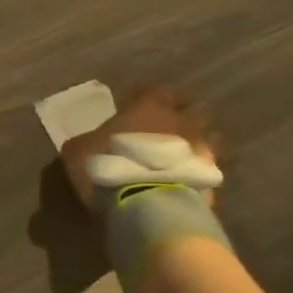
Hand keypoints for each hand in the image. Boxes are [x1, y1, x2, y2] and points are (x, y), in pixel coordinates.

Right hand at [58, 86, 217, 212]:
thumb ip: (87, 141)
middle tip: (167, 128)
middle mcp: (181, 121)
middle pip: (194, 108)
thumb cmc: (109, 164)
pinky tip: (186, 180)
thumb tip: (87, 142)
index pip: (156, 90)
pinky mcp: (213, 178)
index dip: (147, 97)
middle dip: (183, 116)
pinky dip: (200, 170)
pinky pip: (210, 167)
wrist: (147, 203)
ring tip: (182, 155)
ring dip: (197, 142)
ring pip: (210, 137)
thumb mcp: (78, 150)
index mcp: (148, 106)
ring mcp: (202, 149)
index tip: (135, 106)